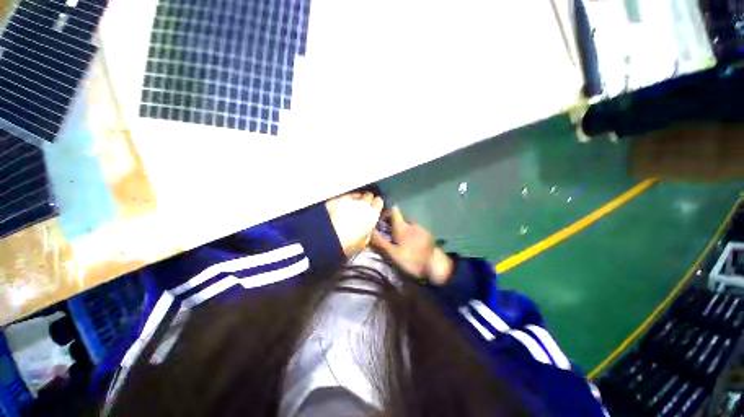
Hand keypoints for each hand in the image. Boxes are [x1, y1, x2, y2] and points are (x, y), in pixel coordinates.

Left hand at [325, 192, 383, 256]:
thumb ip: (367, 234)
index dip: (377, 205)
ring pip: (356, 195)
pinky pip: (343, 197)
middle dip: (367, 201)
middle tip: (364, 208)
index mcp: (372, 212)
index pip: (379, 202)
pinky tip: (340, 208)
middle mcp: (362, 203)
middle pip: (368, 195)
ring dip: (356, 200)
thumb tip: (366, 232)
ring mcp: (348, 199)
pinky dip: (343, 201)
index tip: (375, 209)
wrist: (326, 238)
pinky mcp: (335, 199)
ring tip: (351, 209)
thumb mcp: (362, 243)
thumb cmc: (347, 243)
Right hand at [371, 207, 452, 284]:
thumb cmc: (412, 259)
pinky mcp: (428, 235)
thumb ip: (381, 243)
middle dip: (395, 223)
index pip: (394, 211)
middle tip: (389, 233)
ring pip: (410, 224)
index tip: (382, 219)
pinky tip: (411, 243)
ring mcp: (422, 229)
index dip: (387, 212)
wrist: (435, 266)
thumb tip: (370, 232)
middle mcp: (412, 224)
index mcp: (403, 227)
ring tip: (400, 239)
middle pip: (402, 218)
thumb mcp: (393, 254)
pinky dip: (412, 233)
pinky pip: (417, 230)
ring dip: (404, 228)